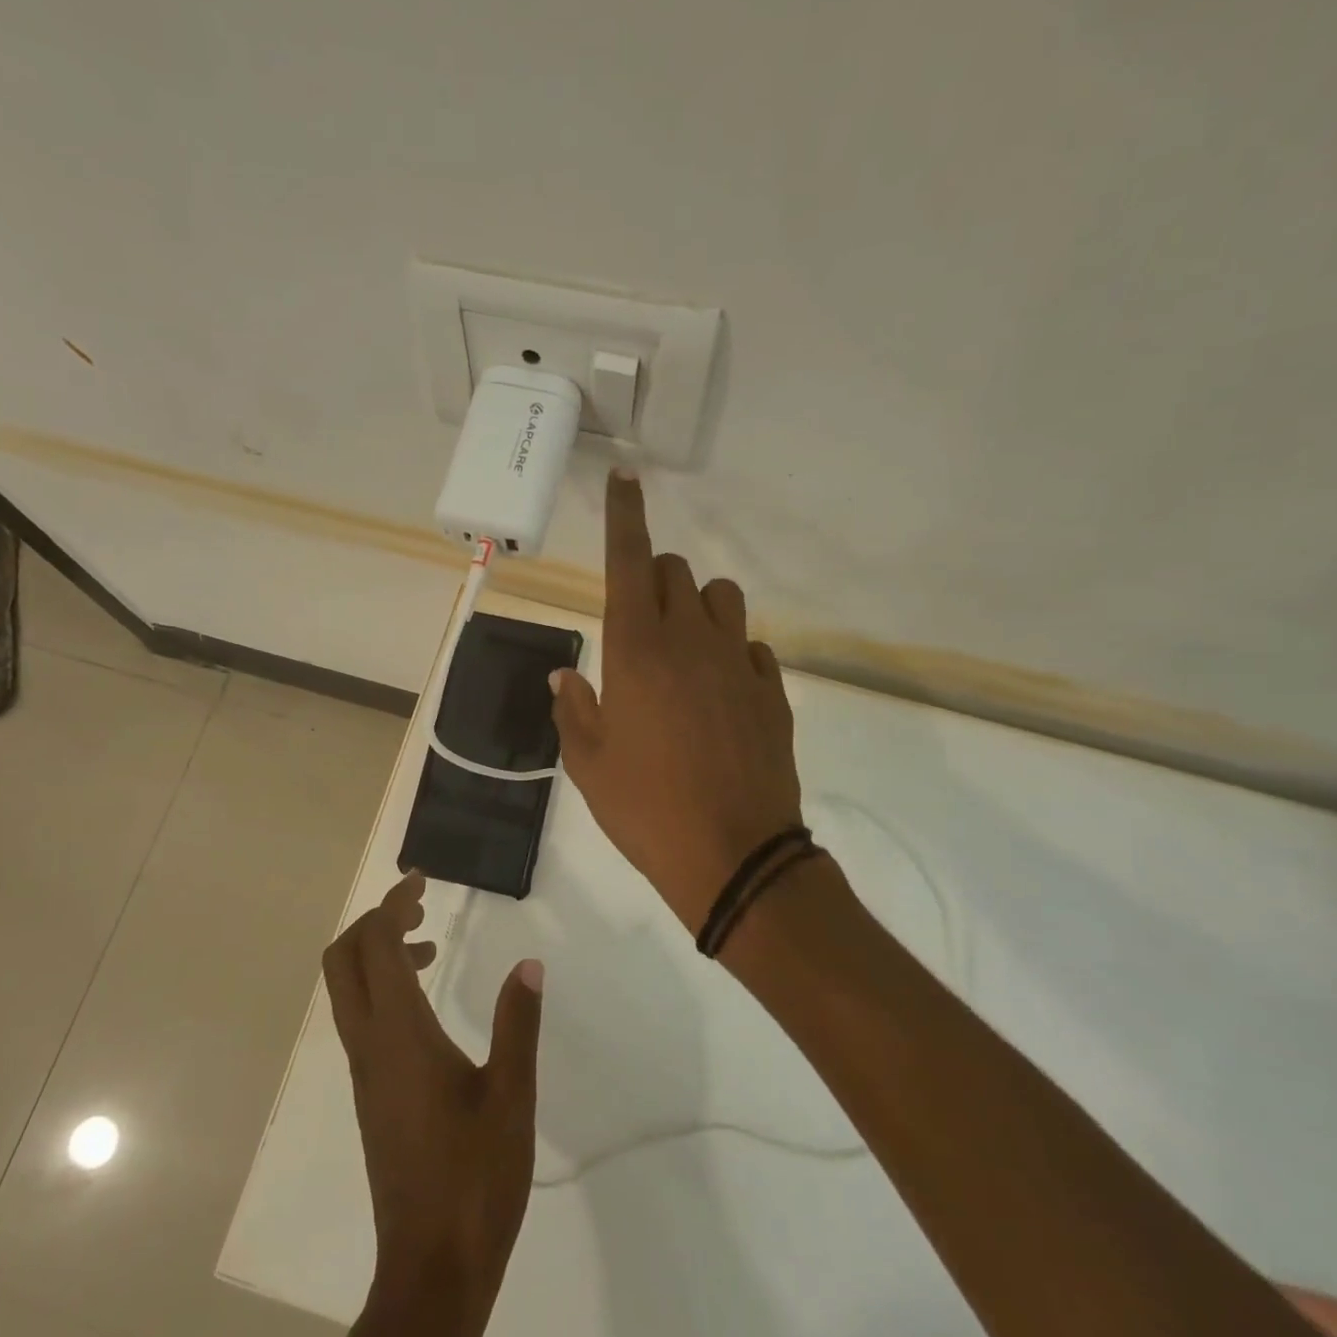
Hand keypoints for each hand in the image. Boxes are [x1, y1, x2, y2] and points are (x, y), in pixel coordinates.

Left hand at [322, 871, 544, 1314]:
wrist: (431, 1266)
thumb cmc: (475, 1178)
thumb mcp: (511, 1097)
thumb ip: (517, 1024)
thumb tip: (529, 963)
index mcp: (400, 1036)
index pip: (379, 947)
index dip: (393, 905)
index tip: (421, 881)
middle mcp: (369, 1045)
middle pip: (343, 960)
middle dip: (374, 921)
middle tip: (419, 906)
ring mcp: (364, 1072)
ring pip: (348, 990)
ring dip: (378, 954)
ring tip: (431, 948)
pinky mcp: (370, 1093)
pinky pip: (361, 1019)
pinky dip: (383, 989)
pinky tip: (428, 1006)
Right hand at [551, 470, 803, 932]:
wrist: (734, 857)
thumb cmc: (646, 810)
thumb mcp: (588, 765)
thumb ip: (573, 709)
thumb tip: (566, 675)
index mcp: (636, 652)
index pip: (629, 561)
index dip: (623, 517)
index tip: (625, 479)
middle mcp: (690, 642)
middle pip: (676, 571)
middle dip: (655, 578)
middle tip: (640, 622)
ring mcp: (737, 663)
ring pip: (722, 596)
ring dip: (698, 606)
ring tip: (683, 650)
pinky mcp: (771, 690)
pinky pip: (750, 645)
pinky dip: (730, 651)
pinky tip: (720, 692)